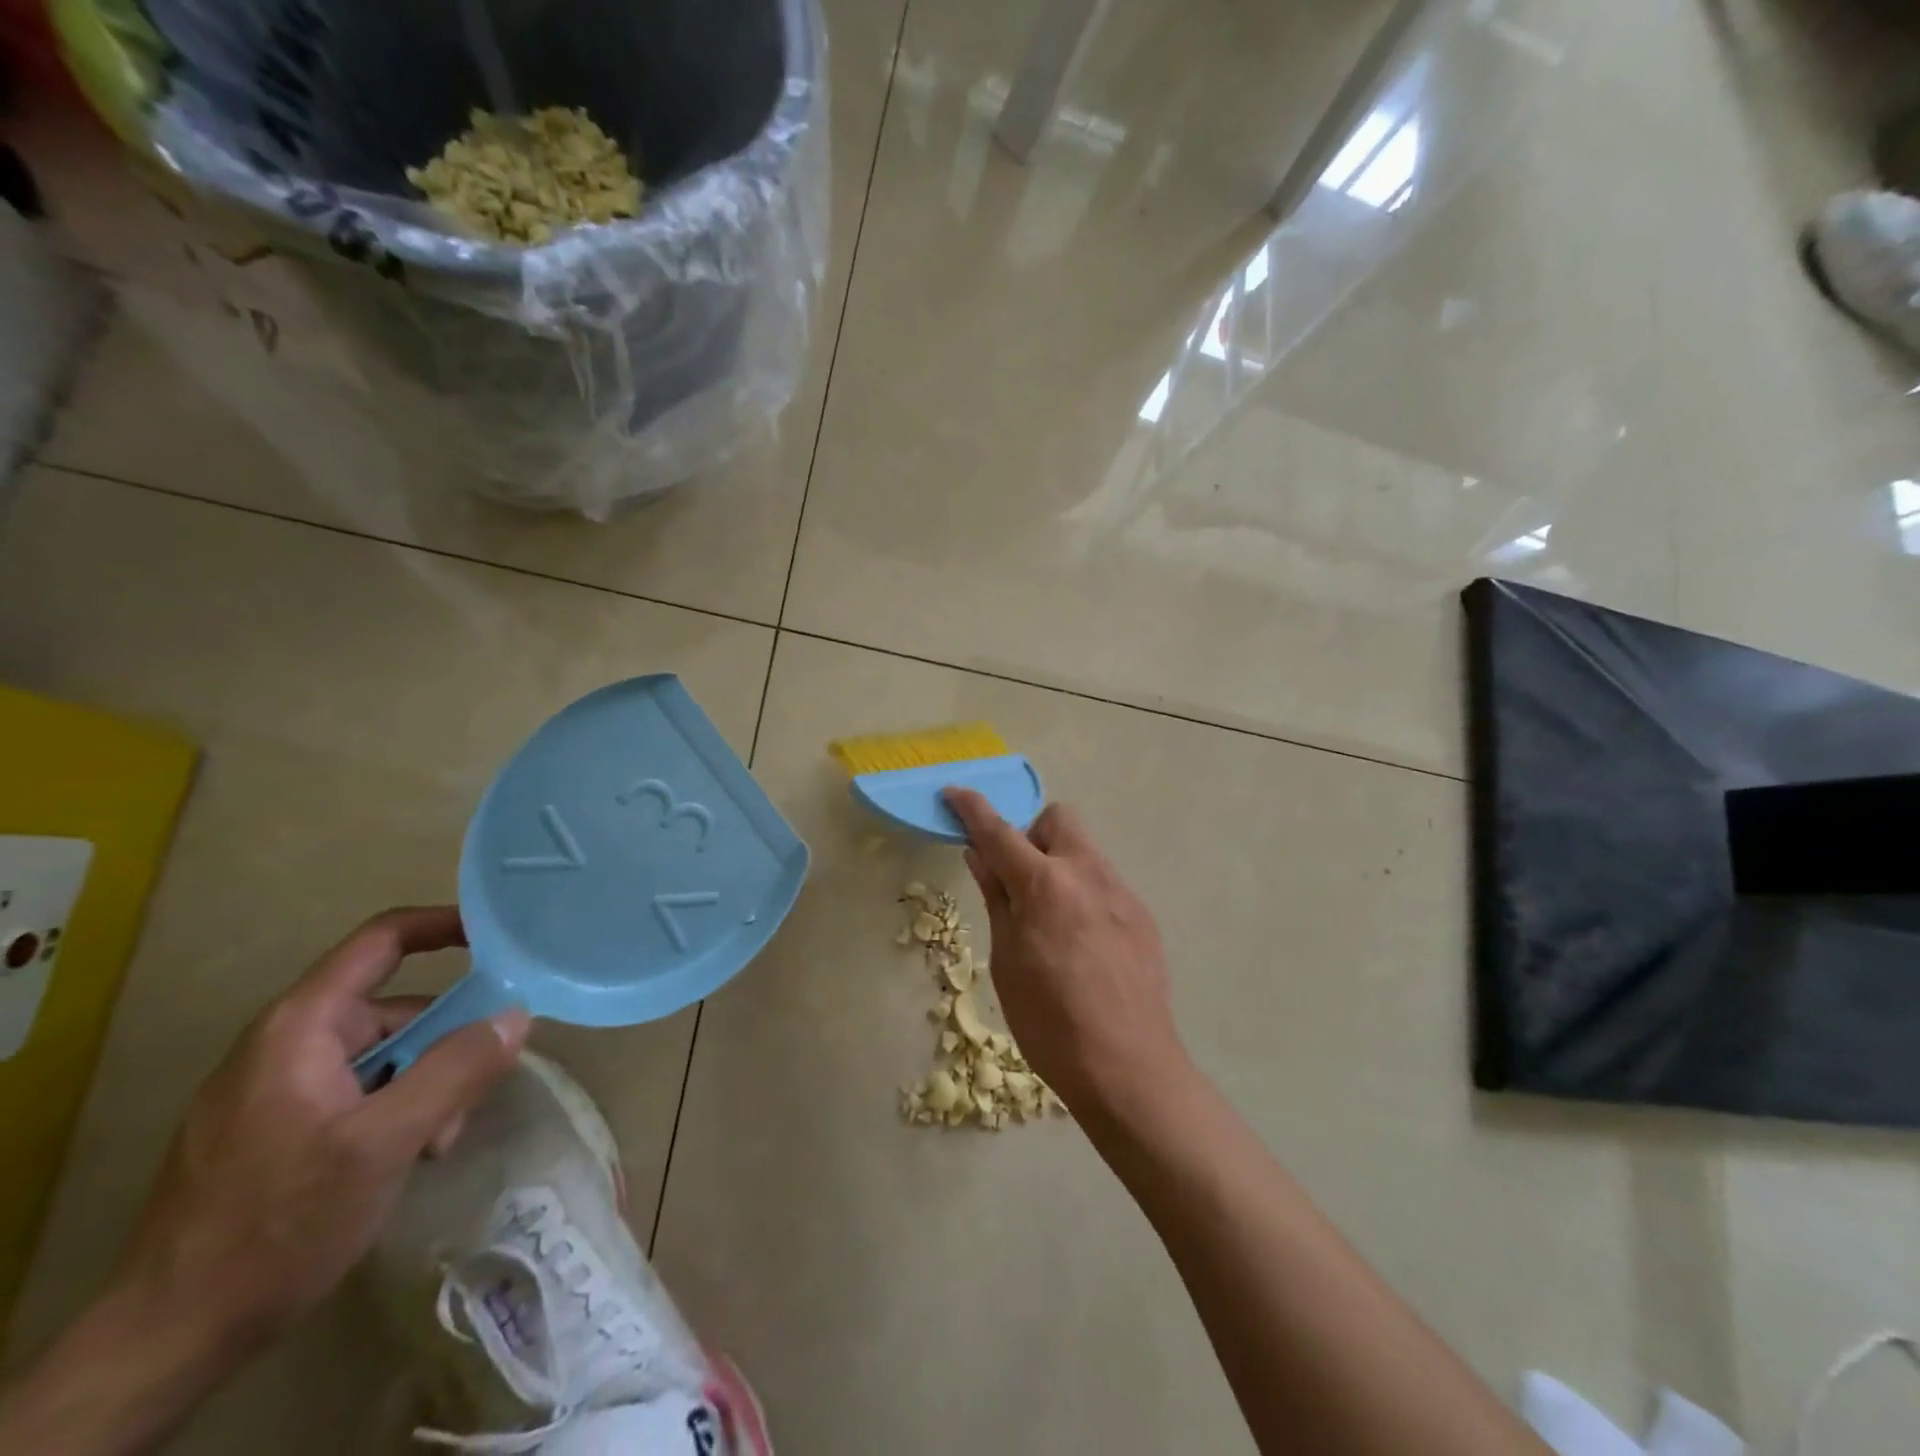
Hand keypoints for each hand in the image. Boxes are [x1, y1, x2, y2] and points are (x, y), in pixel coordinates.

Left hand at [115, 906, 530, 1359]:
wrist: (167, 1341)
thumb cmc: (276, 1225)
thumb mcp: (383, 1143)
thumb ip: (456, 1070)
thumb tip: (517, 1016)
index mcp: (301, 1027)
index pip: (383, 940)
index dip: (446, 925)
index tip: (503, 937)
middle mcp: (289, 1044)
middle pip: (398, 1009)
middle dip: (448, 1044)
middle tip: (472, 1095)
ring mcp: (281, 1088)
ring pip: (388, 1056)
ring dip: (428, 1087)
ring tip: (434, 1143)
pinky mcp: (281, 1127)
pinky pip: (363, 1091)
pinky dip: (399, 1111)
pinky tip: (406, 1158)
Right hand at [944, 789, 1187, 1116]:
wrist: (1128, 1067)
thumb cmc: (1049, 1022)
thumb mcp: (1006, 961)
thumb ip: (997, 898)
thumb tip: (981, 856)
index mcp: (1044, 885)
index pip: (999, 831)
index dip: (972, 809)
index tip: (954, 793)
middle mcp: (1087, 874)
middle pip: (1058, 819)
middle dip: (1032, 833)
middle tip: (1018, 878)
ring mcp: (1121, 892)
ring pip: (1085, 851)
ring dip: (1059, 864)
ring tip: (1051, 918)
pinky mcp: (1142, 915)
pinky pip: (1105, 883)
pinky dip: (1084, 893)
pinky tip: (1083, 943)